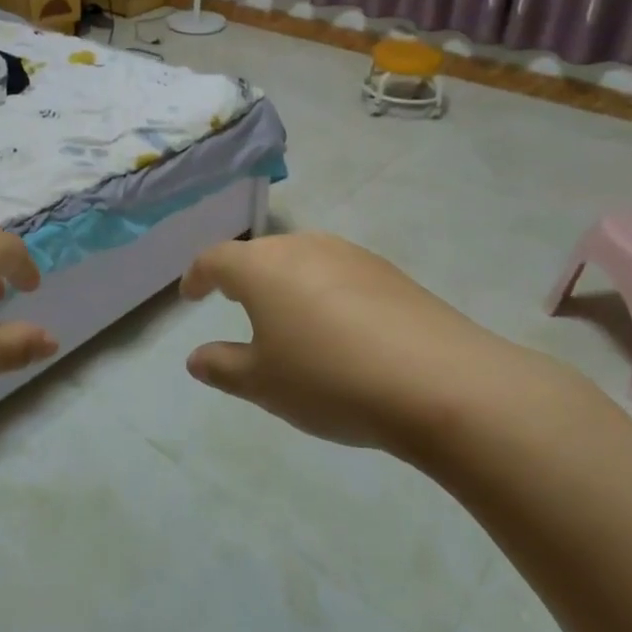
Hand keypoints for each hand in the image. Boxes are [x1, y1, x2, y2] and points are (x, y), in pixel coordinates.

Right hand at [180, 232, 546, 458]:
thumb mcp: (263, 384)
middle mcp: (302, 247)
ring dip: (285, 282)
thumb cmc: (330, 379)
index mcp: (261, 267)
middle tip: (236, 303)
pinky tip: (340, 329)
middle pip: (260, 254)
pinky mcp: (389, 272)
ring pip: (301, 259)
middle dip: (242, 276)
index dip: (197, 276)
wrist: (441, 383)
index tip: (190, 294)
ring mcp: (350, 255)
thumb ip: (223, 367)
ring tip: (287, 317)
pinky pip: (338, 273)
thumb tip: (196, 358)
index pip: (215, 259)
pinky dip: (324, 292)